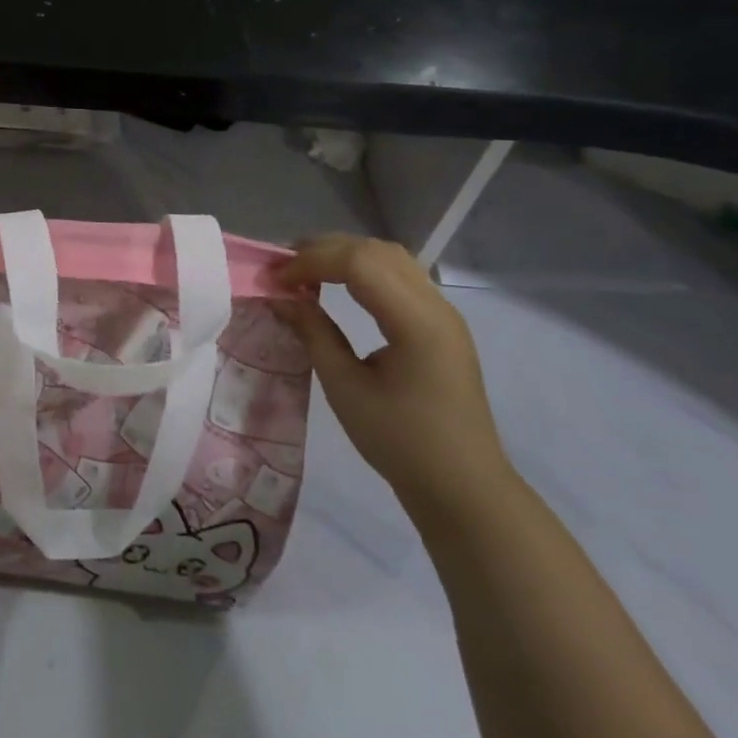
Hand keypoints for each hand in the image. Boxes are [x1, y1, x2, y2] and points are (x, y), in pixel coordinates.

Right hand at [274, 235, 512, 517]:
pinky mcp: (440, 324)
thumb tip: (281, 298)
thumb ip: (314, 333)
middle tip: (283, 269)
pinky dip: (363, 270)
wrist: (463, 487)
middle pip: (375, 251)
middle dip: (323, 250)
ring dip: (344, 255)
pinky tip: (338, 287)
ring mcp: (443, 312)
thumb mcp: (346, 389)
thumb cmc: (401, 443)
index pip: (359, 262)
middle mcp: (435, 305)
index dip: (311, 261)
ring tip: (306, 272)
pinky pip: (399, 275)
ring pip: (389, 257)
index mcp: (416, 322)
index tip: (275, 280)